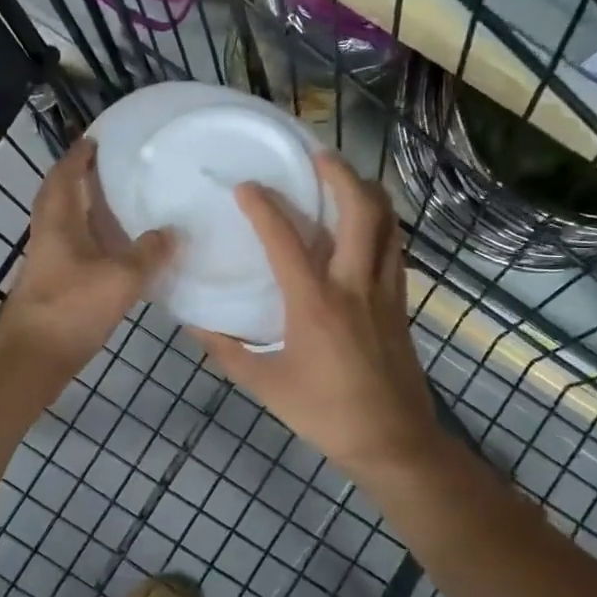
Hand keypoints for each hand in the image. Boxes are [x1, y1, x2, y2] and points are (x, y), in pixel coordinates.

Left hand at [0, 137, 172, 377]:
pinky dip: (96, 239)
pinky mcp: (56, 283)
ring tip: (125, 202)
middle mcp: (49, 232)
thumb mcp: (120, 277)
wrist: (34, 356)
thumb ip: (149, 253)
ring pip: (69, 222)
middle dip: (85, 178)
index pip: (66, 173)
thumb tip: (172, 232)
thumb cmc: (71, 307)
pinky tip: (121, 249)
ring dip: (91, 209)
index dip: (80, 154)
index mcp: (58, 219)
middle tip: (118, 168)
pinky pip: (77, 247)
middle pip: (63, 194)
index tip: (101, 138)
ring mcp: (50, 259)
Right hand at [192, 152, 439, 480]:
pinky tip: (365, 229)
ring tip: (344, 180)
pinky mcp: (400, 303)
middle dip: (339, 173)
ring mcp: (385, 291)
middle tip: (316, 156)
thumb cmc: (324, 413)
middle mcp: (354, 284)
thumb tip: (196, 326)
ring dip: (367, 192)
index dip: (263, 206)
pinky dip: (381, 225)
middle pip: (359, 210)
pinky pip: (395, 248)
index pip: (285, 239)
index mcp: (314, 303)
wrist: (392, 440)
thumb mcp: (265, 386)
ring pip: (387, 223)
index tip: (246, 186)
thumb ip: (227, 352)